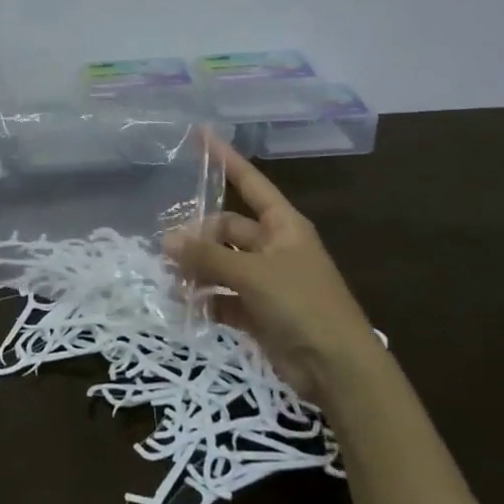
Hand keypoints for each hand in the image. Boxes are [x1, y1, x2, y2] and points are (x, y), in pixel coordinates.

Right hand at [168, 136, 379, 401]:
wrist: (338, 369)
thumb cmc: (302, 305)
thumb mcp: (252, 274)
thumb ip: (208, 256)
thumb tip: (167, 240)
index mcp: (283, 226)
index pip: (249, 182)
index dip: (225, 158)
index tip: (200, 134)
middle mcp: (274, 247)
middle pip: (226, 228)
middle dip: (197, 236)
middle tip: (165, 249)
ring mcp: (266, 280)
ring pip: (221, 263)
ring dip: (197, 269)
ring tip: (169, 277)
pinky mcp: (258, 312)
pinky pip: (223, 296)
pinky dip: (205, 299)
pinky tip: (186, 304)